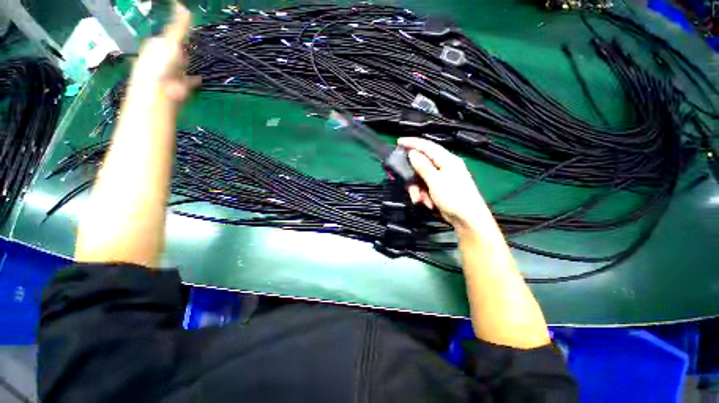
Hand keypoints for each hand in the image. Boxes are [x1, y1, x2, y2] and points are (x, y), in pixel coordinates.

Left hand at [129, 1, 199, 101]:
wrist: (160, 93)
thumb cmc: (162, 66)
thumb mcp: (171, 42)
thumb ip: (178, 26)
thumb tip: (182, 5)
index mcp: (156, 46)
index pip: (167, 37)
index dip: (176, 36)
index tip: (185, 36)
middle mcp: (160, 59)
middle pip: (173, 52)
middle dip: (181, 51)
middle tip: (189, 49)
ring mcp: (169, 74)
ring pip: (180, 66)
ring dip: (186, 65)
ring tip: (194, 64)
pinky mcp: (178, 88)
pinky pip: (188, 81)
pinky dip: (193, 80)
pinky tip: (199, 79)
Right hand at [399, 137, 489, 232]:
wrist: (467, 220)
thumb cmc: (454, 198)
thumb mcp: (436, 181)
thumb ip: (423, 166)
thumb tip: (412, 152)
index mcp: (447, 160)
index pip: (427, 146)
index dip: (412, 143)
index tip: (399, 142)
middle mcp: (444, 166)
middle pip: (421, 165)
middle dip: (413, 177)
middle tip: (408, 186)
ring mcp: (441, 178)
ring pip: (421, 178)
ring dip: (417, 189)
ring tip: (419, 200)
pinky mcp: (439, 188)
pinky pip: (425, 187)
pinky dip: (423, 195)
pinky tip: (426, 203)